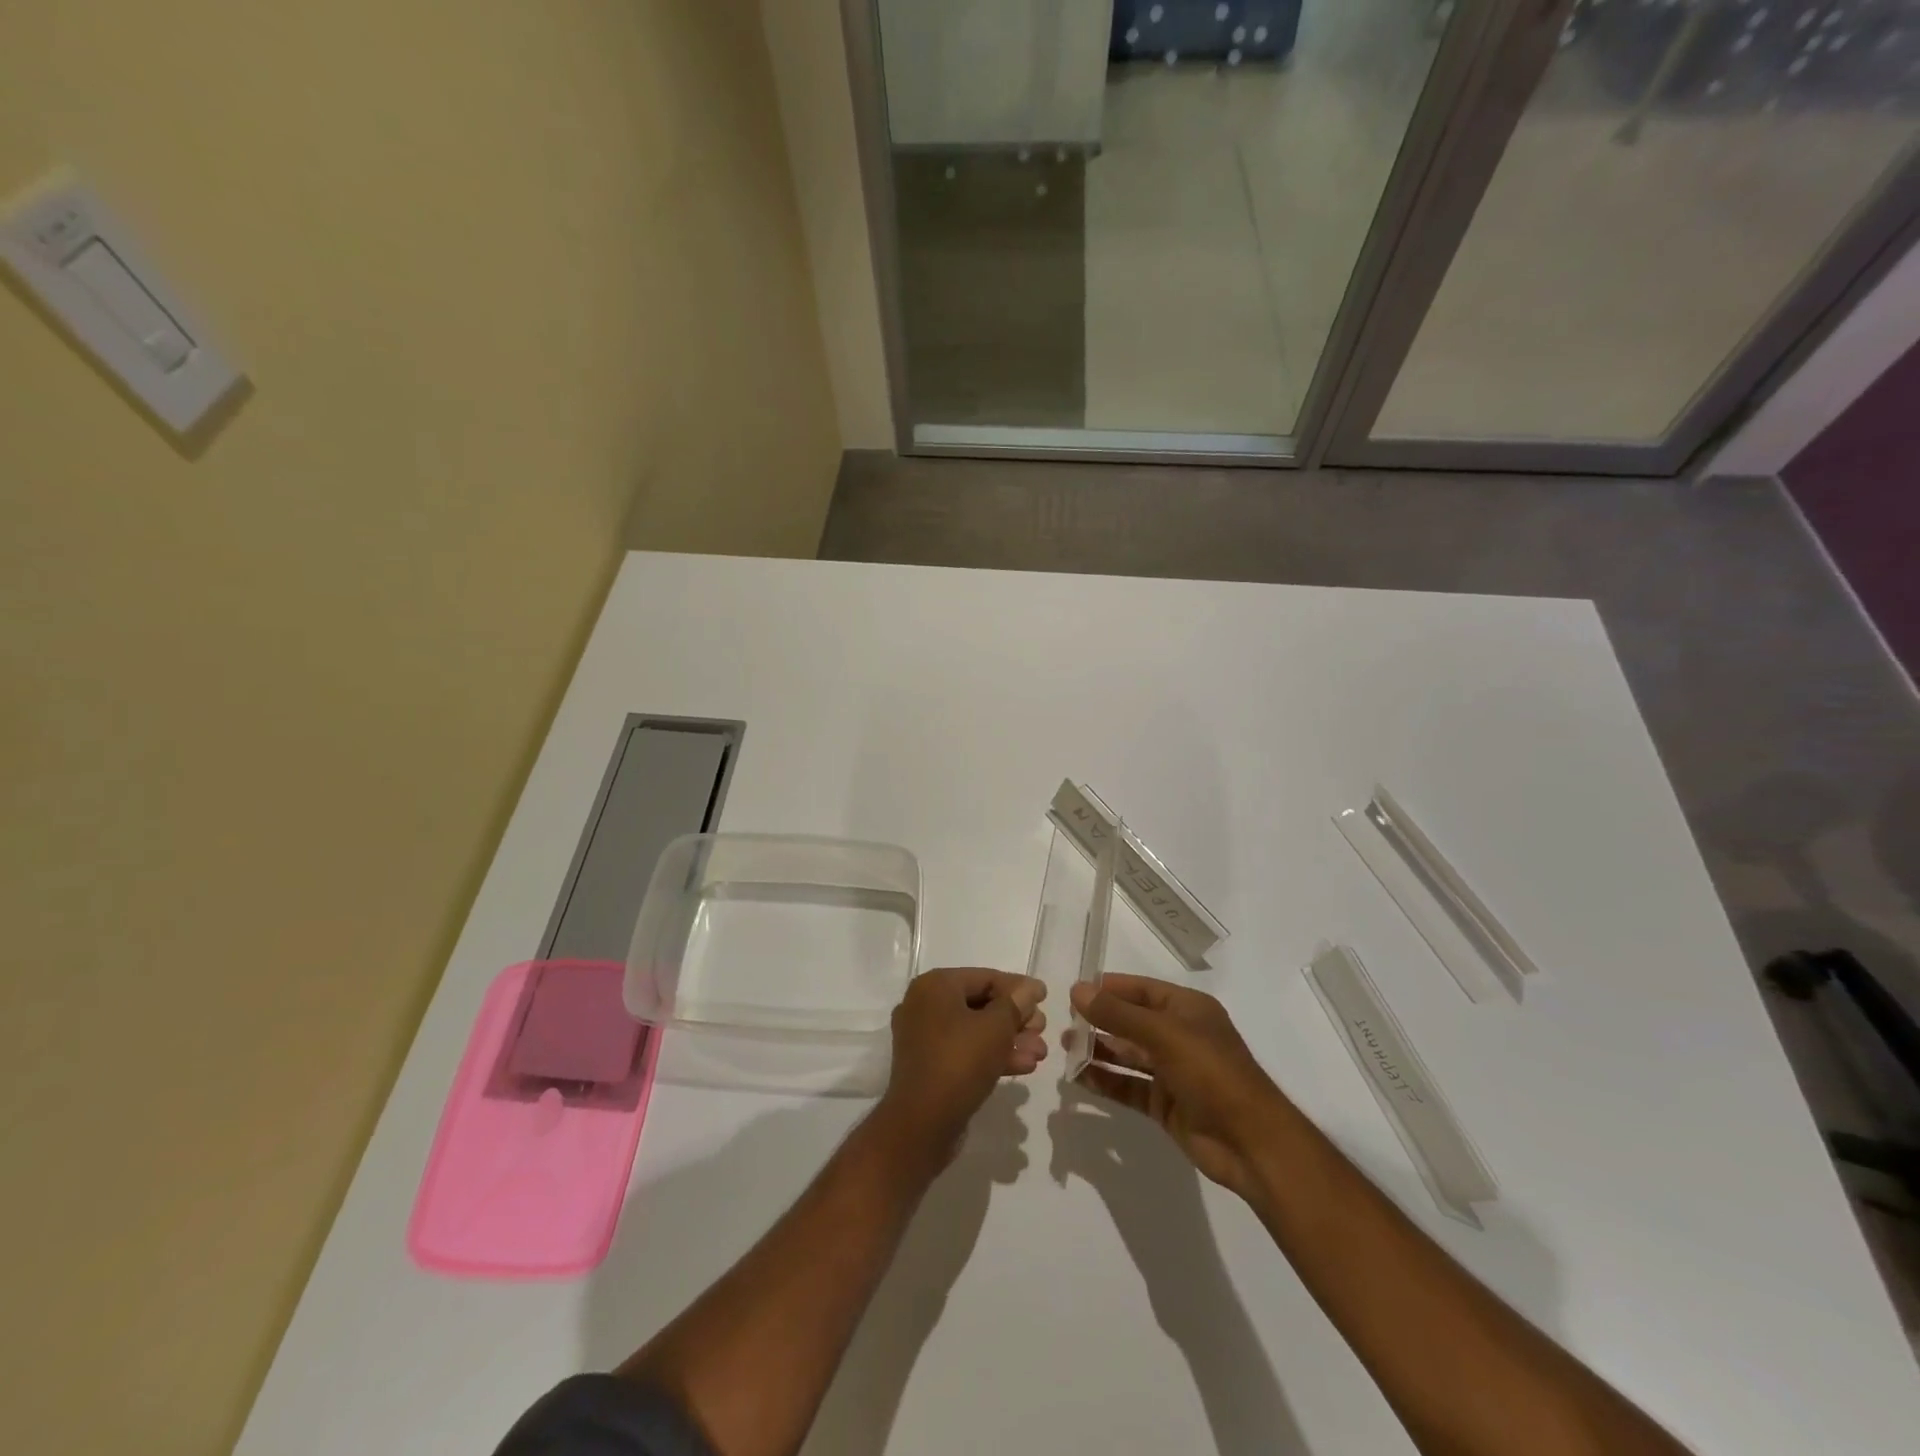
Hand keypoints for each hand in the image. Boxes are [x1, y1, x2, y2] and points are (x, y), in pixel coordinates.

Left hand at [876, 968, 1047, 1162]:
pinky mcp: (930, 1065)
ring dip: (1009, 1039)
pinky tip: (1024, 1066)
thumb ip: (1016, 1003)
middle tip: (1042, 1030)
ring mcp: (924, 1037)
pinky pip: (965, 1051)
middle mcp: (925, 1005)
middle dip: (1016, 1018)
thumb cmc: (959, 1063)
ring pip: (975, 1030)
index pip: (985, 977)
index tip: (1045, 998)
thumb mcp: (996, 1028)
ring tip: (1040, 1053)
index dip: (1018, 987)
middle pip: (981, 1003)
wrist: (922, 1125)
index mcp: (935, 986)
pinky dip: (992, 1055)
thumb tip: (1030, 988)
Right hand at [1069, 974, 1286, 1199]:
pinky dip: (1105, 1081)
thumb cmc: (1211, 1073)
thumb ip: (1118, 1014)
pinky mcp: (1165, 1104)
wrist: (1251, 1143)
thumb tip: (1077, 990)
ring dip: (1098, 1050)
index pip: (1141, 990)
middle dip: (1099, 1020)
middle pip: (1132, 1022)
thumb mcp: (1164, 1035)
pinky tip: (1078, 1078)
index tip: (1073, 991)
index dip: (1109, 989)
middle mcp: (1179, 1035)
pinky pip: (1128, 1086)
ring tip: (1064, 1047)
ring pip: (1127, 1054)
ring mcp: (1172, 1071)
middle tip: (1062, 1022)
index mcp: (1187, 1009)